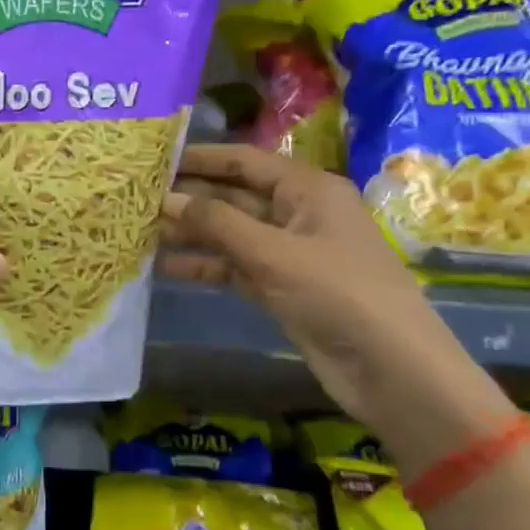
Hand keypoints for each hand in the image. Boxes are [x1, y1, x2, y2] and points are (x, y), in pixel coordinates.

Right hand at [161, 144, 495, 434]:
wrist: (392, 370)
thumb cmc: (338, 294)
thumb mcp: (274, 253)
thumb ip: (217, 223)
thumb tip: (166, 199)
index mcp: (308, 190)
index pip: (245, 162)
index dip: (202, 158)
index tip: (156, 158)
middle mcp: (298, 213)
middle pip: (234, 197)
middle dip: (190, 199)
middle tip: (137, 198)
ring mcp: (289, 253)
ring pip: (230, 233)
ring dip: (192, 234)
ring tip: (141, 231)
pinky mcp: (281, 287)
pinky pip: (235, 266)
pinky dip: (205, 266)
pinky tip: (166, 266)